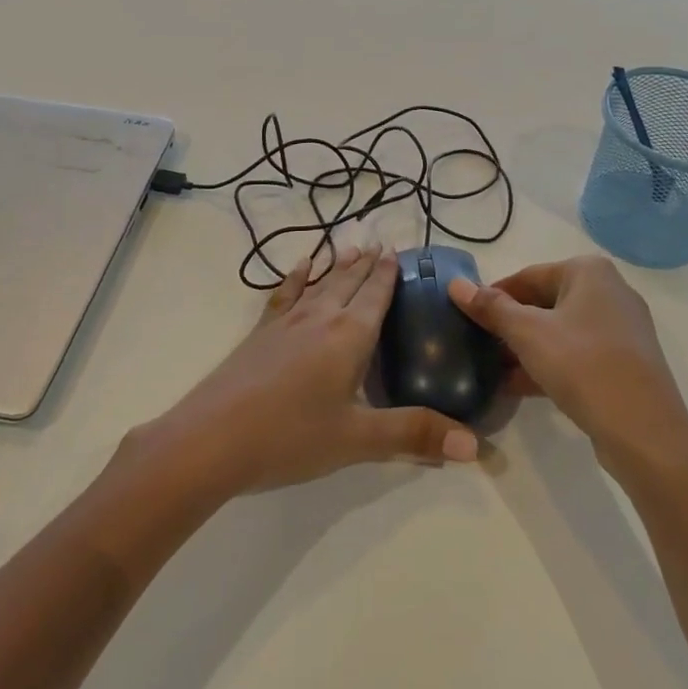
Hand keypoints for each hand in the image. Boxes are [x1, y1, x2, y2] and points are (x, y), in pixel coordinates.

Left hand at [144, 244, 479, 497]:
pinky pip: (285, 294)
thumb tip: (475, 446)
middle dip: (367, 263)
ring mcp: (286, 322)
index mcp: (349, 335)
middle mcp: (321, 317)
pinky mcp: (261, 332)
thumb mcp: (358, 440)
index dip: (389, 272)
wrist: (211, 438)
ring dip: (338, 265)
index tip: (398, 249)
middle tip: (382, 242)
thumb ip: (414, 434)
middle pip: (349, 281)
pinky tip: (300, 267)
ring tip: (351, 246)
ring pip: (320, 282)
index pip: (376, 294)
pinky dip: (297, 277)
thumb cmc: (291, 437)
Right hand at [450, 255, 687, 478]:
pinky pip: (578, 353)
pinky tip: (518, 387)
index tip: (467, 318)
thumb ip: (491, 308)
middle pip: (544, 302)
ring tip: (492, 369)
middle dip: (510, 325)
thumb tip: (456, 285)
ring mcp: (622, 329)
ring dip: (526, 348)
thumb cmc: (583, 366)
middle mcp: (610, 291)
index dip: (494, 296)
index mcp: (589, 272)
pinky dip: (549, 364)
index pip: (528, 276)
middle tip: (478, 345)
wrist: (645, 433)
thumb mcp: (528, 334)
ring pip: (561, 330)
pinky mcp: (626, 362)